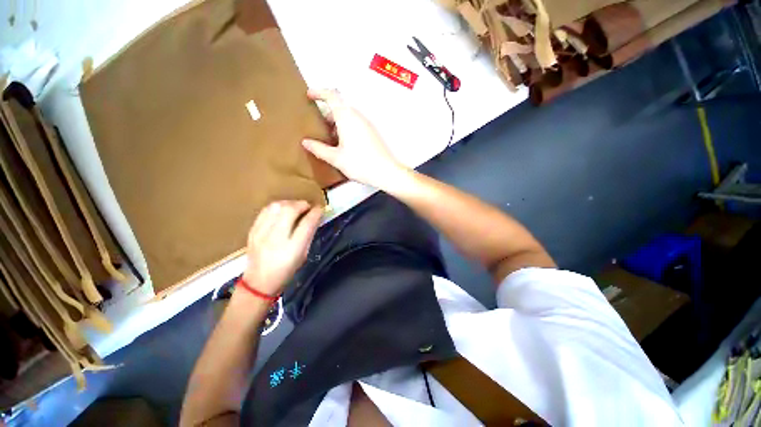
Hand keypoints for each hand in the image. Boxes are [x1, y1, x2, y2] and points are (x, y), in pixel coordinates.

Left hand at [242, 201, 321, 295]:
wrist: (258, 282)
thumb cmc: (286, 270)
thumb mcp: (303, 254)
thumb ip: (309, 234)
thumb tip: (315, 217)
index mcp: (293, 248)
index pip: (307, 223)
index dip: (315, 212)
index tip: (320, 208)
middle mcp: (276, 238)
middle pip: (290, 210)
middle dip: (302, 204)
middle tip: (308, 207)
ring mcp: (261, 233)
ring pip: (276, 207)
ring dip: (289, 203)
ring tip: (295, 207)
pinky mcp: (252, 230)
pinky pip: (266, 210)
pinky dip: (277, 206)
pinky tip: (282, 210)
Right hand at [302, 89, 406, 188]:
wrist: (386, 172)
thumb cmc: (361, 164)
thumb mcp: (336, 158)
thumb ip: (319, 149)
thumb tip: (306, 142)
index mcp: (347, 117)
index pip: (332, 95)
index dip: (319, 92)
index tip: (310, 95)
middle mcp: (358, 117)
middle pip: (340, 107)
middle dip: (327, 114)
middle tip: (318, 127)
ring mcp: (367, 124)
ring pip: (348, 117)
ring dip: (337, 123)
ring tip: (330, 139)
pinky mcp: (372, 133)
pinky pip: (356, 124)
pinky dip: (347, 129)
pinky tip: (344, 145)